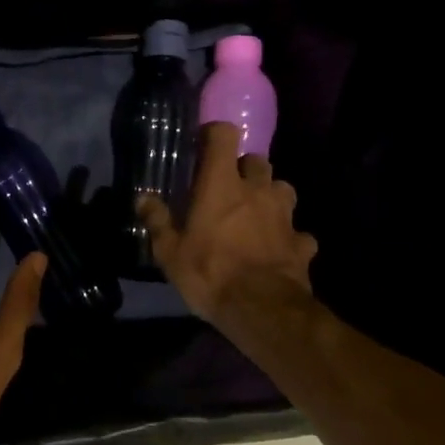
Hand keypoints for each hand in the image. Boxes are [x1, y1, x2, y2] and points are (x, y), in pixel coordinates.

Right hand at [139, 122, 318, 328]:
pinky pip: (297, 231)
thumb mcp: (170, 252)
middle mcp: (257, 190)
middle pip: (257, 161)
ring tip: (257, 214)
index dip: (215, 134)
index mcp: (222, 185)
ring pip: (282, 189)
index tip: (204, 146)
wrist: (261, 309)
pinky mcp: (302, 242)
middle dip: (245, 169)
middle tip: (229, 187)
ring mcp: (285, 215)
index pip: (225, 135)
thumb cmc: (209, 273)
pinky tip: (278, 249)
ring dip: (270, 196)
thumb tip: (143, 198)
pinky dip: (288, 236)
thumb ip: (158, 221)